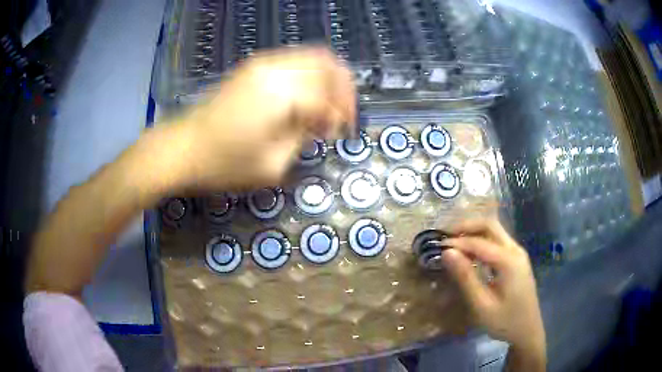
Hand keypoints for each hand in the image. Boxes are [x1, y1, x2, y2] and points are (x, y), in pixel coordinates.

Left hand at [177, 47, 355, 190]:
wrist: (183, 148)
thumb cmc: (224, 163)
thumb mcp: (273, 164)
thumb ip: (304, 137)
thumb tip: (321, 122)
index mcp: (281, 93)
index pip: (327, 95)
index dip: (341, 114)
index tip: (340, 133)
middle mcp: (275, 68)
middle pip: (327, 63)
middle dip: (342, 87)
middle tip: (340, 113)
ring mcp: (262, 63)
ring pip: (311, 56)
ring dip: (326, 78)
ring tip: (324, 105)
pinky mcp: (253, 66)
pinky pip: (293, 60)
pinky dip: (307, 74)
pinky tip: (303, 96)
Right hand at [441, 220, 545, 369]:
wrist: (528, 330)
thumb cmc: (504, 321)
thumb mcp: (482, 304)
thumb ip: (466, 277)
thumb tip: (447, 253)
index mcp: (509, 261)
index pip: (479, 242)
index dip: (457, 242)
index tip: (437, 246)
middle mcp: (515, 250)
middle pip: (490, 225)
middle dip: (466, 226)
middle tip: (445, 236)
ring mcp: (518, 253)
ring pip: (495, 231)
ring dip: (474, 232)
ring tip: (454, 242)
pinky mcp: (517, 259)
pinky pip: (498, 241)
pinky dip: (482, 240)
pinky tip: (471, 252)